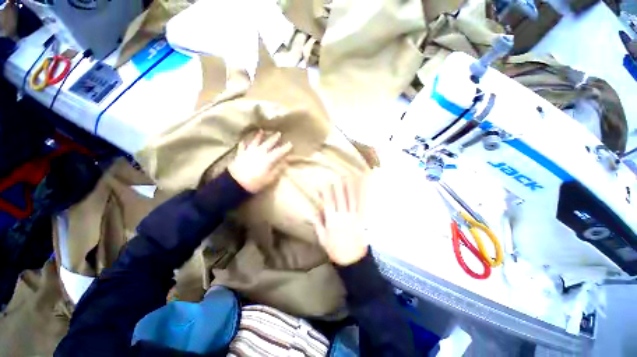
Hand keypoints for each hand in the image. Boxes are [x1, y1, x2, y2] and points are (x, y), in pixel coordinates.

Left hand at [229, 130, 292, 192]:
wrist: (236, 183)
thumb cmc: (255, 183)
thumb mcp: (269, 179)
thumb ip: (277, 170)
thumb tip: (285, 163)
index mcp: (268, 159)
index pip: (279, 152)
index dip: (285, 148)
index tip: (290, 144)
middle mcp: (259, 152)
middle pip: (268, 143)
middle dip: (274, 138)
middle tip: (279, 133)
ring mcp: (249, 152)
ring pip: (255, 141)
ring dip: (259, 136)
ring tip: (261, 131)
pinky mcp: (240, 154)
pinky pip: (242, 147)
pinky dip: (243, 143)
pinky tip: (243, 141)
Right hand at [313, 179, 367, 265]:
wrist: (352, 260)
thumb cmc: (335, 249)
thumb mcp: (322, 238)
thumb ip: (318, 224)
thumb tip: (313, 211)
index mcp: (332, 220)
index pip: (328, 203)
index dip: (326, 192)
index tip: (324, 183)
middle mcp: (342, 216)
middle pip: (340, 198)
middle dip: (338, 186)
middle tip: (337, 176)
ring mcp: (353, 217)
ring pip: (351, 200)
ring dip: (350, 188)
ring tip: (349, 178)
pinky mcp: (360, 220)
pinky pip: (361, 207)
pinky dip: (361, 198)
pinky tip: (361, 191)